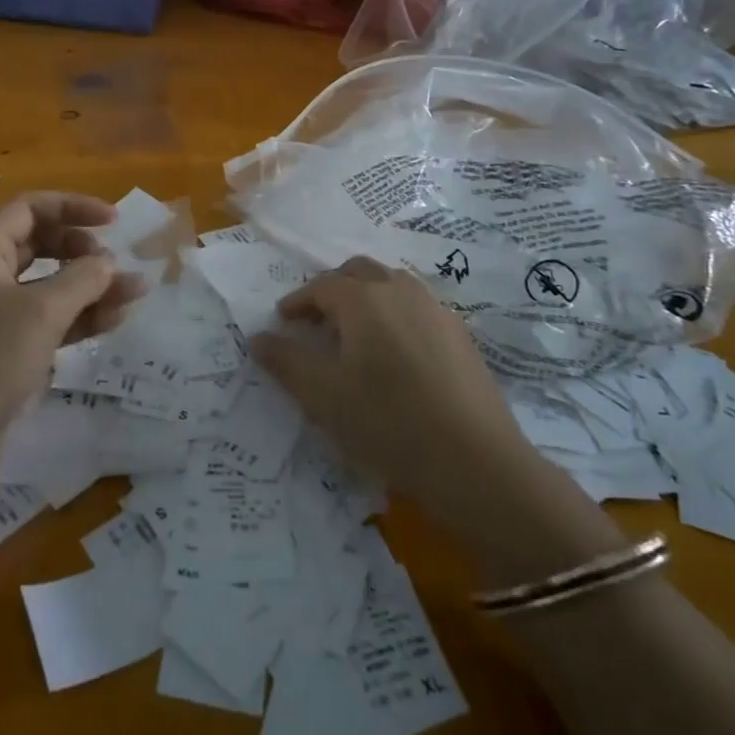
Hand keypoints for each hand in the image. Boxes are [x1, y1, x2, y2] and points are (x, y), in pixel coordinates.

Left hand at [0, 193, 144, 465]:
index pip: (29, 209)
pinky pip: (46, 322)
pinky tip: (113, 321)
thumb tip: (106, 261)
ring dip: (90, 287)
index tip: (113, 221)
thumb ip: (81, 278)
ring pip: (47, 287)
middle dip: (82, 250)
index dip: (73, 207)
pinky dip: (78, 318)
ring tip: (135, 293)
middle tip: (114, 263)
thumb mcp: (41, 312)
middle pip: (39, 245)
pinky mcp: (2, 353)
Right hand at [251, 257, 543, 536]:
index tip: (284, 321)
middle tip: (317, 321)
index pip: (321, 286)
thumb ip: (287, 362)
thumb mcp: (324, 398)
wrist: (476, 462)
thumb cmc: (388, 424)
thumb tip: (258, 337)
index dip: (298, 301)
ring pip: (392, 284)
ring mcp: (436, 309)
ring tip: (355, 334)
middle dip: (332, 289)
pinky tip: (396, 353)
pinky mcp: (460, 333)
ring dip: (366, 297)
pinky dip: (395, 314)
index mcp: (364, 299)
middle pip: (359, 272)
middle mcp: (400, 290)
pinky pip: (417, 307)